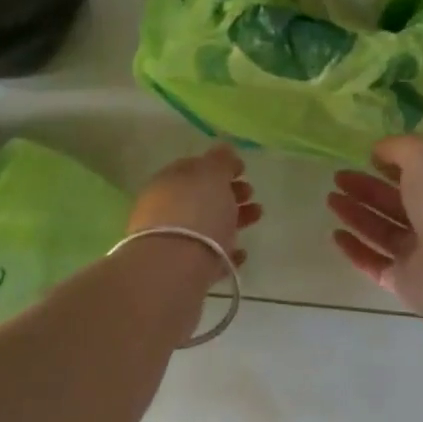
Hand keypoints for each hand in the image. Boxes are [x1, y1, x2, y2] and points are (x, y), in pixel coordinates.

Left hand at [129, 145, 261, 265]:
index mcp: (168, 182)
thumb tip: (224, 149)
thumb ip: (219, 161)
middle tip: (251, 193)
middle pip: (201, 198)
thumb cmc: (195, 212)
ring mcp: (173, 242)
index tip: (242, 170)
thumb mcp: (211, 176)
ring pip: (207, 227)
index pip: (194, 168)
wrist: (174, 269)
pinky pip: (208, 258)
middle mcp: (165, 210)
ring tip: (257, 216)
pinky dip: (226, 253)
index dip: (219, 167)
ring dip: (233, 220)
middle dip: (228, 193)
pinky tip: (241, 253)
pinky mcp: (183, 272)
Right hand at [327, 135, 422, 313]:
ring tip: (330, 199)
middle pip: (398, 202)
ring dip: (357, 215)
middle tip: (338, 178)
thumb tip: (379, 152)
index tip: (366, 157)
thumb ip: (399, 148)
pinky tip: (335, 235)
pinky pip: (376, 264)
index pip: (422, 172)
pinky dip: (356, 250)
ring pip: (384, 231)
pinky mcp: (408, 282)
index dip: (394, 163)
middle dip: (367, 188)